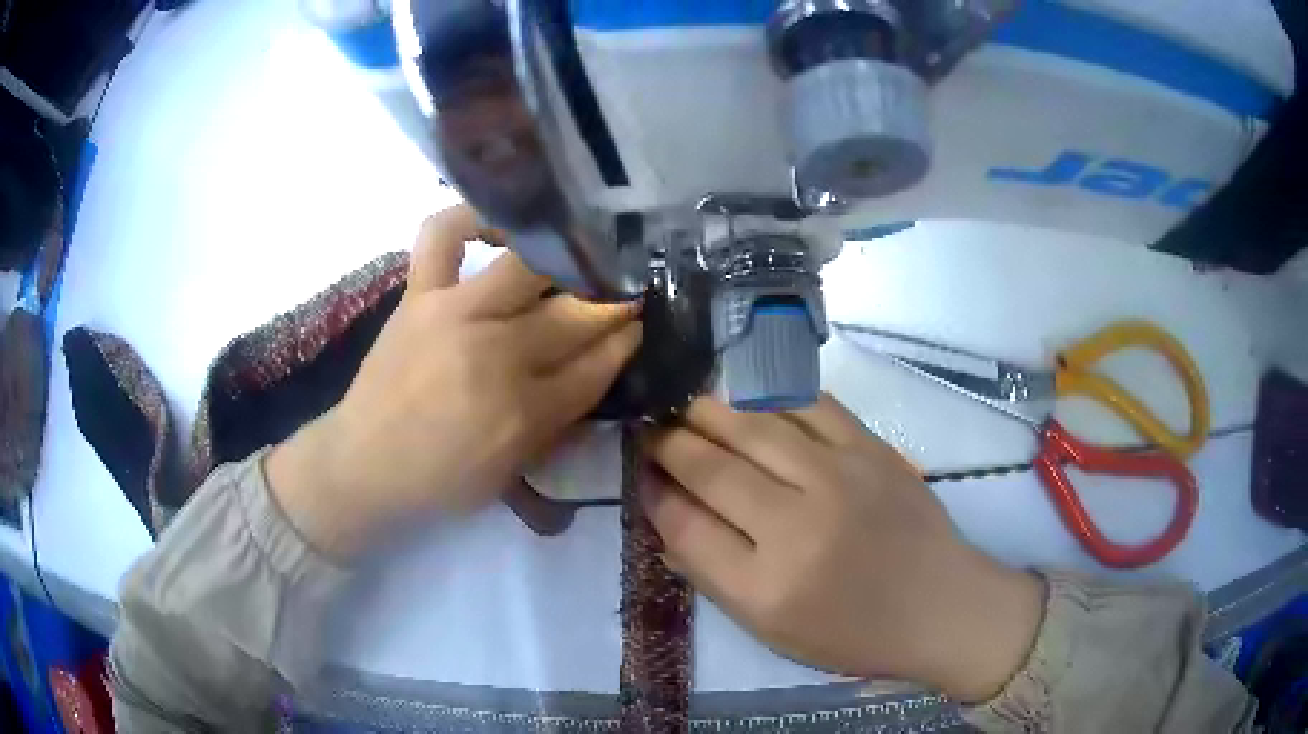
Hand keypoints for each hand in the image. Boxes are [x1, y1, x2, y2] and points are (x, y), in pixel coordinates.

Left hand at [267, 205, 641, 557]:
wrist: (364, 464)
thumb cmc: (441, 480)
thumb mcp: (514, 472)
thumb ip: (562, 422)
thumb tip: (600, 369)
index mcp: (524, 412)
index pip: (597, 364)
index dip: (627, 342)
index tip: (641, 326)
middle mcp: (496, 354)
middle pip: (575, 313)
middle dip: (614, 302)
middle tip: (627, 292)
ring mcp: (454, 313)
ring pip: (528, 266)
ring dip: (566, 260)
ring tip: (578, 257)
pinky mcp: (419, 294)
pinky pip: (444, 233)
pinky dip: (474, 216)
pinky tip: (502, 226)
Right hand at [640, 395, 1043, 702]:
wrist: (939, 604)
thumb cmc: (852, 632)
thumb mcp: (770, 629)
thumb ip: (712, 574)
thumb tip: (668, 516)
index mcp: (766, 587)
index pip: (685, 525)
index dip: (653, 494)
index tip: (641, 475)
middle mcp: (797, 527)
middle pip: (712, 469)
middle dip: (670, 444)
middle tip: (652, 430)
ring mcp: (838, 478)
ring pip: (753, 426)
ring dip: (709, 411)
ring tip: (687, 407)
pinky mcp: (871, 448)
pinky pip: (808, 406)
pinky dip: (770, 397)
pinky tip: (750, 398)